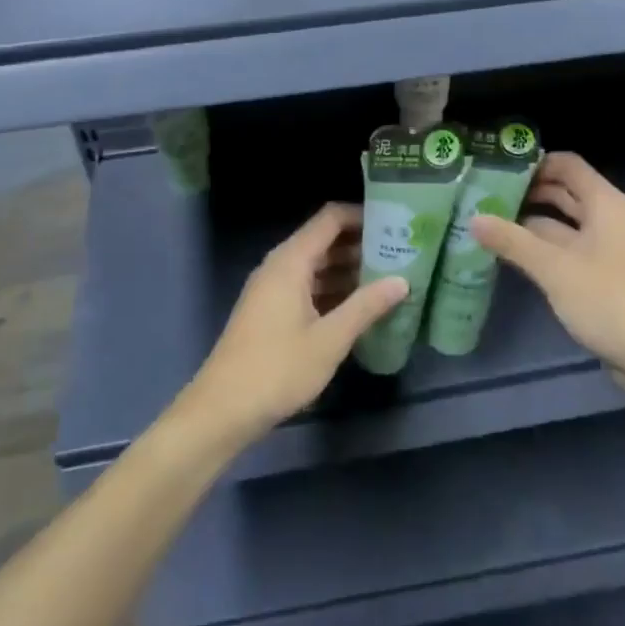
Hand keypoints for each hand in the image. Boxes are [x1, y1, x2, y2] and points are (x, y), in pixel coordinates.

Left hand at [178, 204, 405, 446]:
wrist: (222, 410)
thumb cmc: (277, 369)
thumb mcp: (329, 339)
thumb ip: (366, 306)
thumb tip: (402, 280)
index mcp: (291, 261)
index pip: (330, 219)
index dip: (362, 215)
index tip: (395, 223)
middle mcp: (280, 266)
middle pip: (324, 240)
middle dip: (361, 244)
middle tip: (401, 252)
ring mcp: (273, 289)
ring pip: (316, 265)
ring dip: (349, 269)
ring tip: (389, 278)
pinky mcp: (271, 311)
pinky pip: (307, 286)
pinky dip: (333, 289)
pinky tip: (359, 306)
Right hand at [469, 152, 624, 385]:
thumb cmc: (609, 300)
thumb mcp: (554, 268)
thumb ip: (513, 241)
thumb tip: (473, 218)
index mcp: (604, 203)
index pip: (567, 165)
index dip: (534, 163)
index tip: (497, 168)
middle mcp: (608, 219)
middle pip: (564, 193)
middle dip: (528, 193)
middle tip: (484, 196)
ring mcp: (607, 249)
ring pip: (564, 225)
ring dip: (531, 224)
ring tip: (490, 224)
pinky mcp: (603, 277)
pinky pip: (568, 251)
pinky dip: (543, 249)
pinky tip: (513, 256)